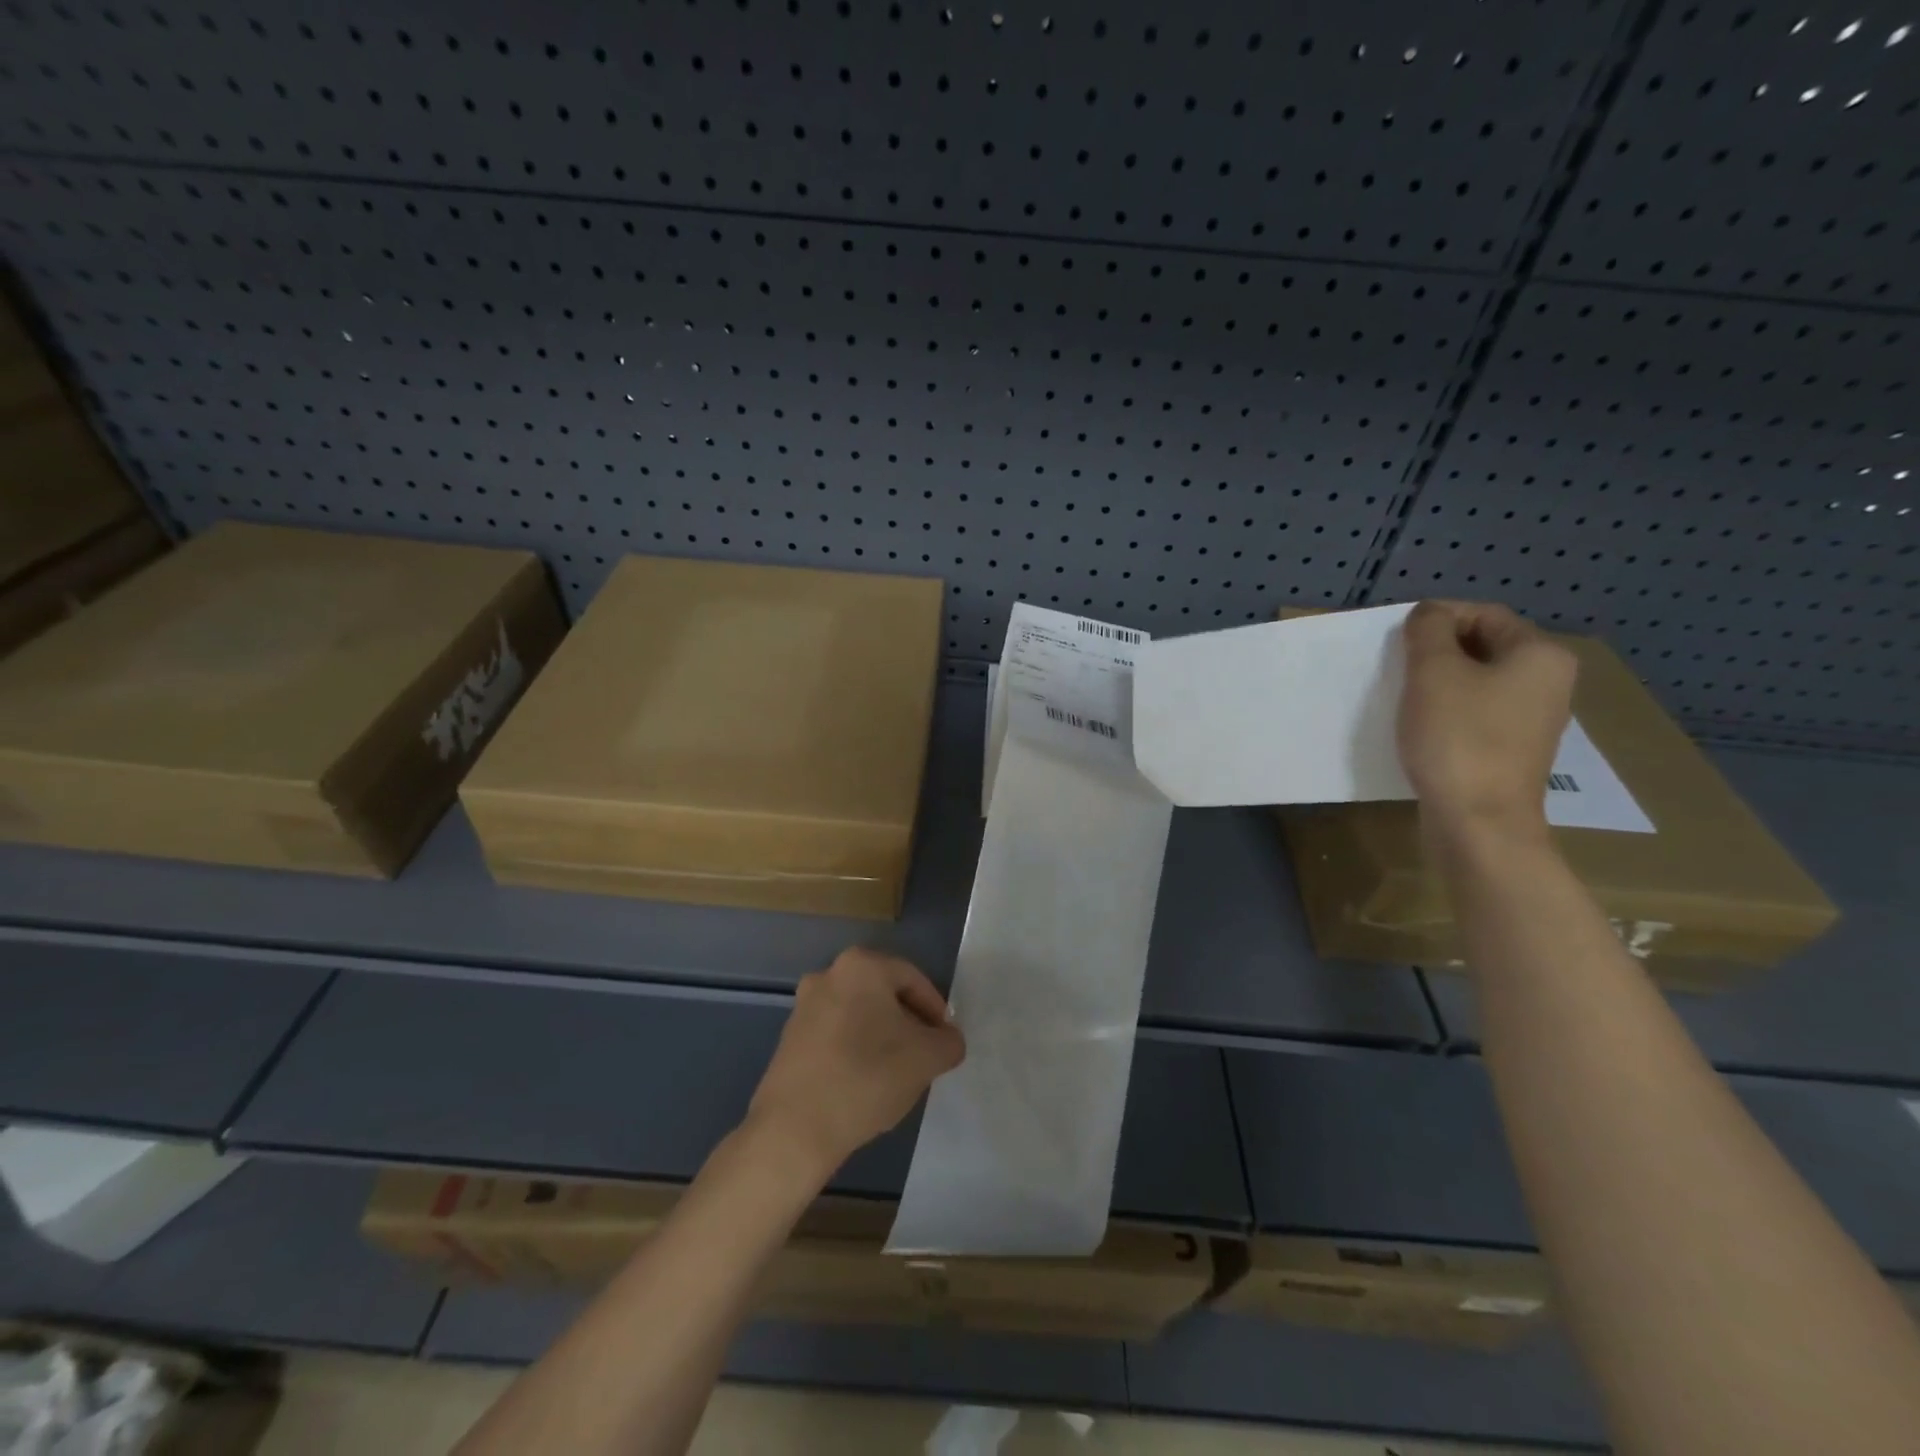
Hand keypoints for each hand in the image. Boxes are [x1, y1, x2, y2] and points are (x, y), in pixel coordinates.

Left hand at [745, 947, 965, 1184]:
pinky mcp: (789, 1038)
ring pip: (860, 1015)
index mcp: (862, 965)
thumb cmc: (867, 1077)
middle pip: (884, 995)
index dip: (936, 1011)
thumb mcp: (928, 1058)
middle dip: (908, 1024)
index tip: (943, 1043)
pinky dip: (855, 1052)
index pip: (913, 980)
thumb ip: (949, 1041)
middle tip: (923, 1058)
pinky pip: (836, 1036)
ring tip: (895, 1076)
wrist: (795, 1128)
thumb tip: (947, 1040)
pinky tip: (863, 1085)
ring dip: (881, 1039)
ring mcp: (804, 1006)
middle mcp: (828, 974)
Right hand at [1397, 600, 1576, 841]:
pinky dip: (1445, 711)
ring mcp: (1531, 721)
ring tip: (1402, 697)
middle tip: (1396, 667)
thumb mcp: (1433, 672)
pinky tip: (1419, 727)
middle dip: (1435, 651)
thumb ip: (1428, 631)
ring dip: (1437, 683)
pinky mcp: (1510, 751)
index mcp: (1540, 655)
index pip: (1484, 614)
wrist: (1478, 822)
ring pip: (1477, 682)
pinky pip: (1475, 714)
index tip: (1397, 640)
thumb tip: (1428, 614)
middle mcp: (1547, 683)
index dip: (1437, 618)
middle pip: (1482, 647)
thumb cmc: (1458, 738)